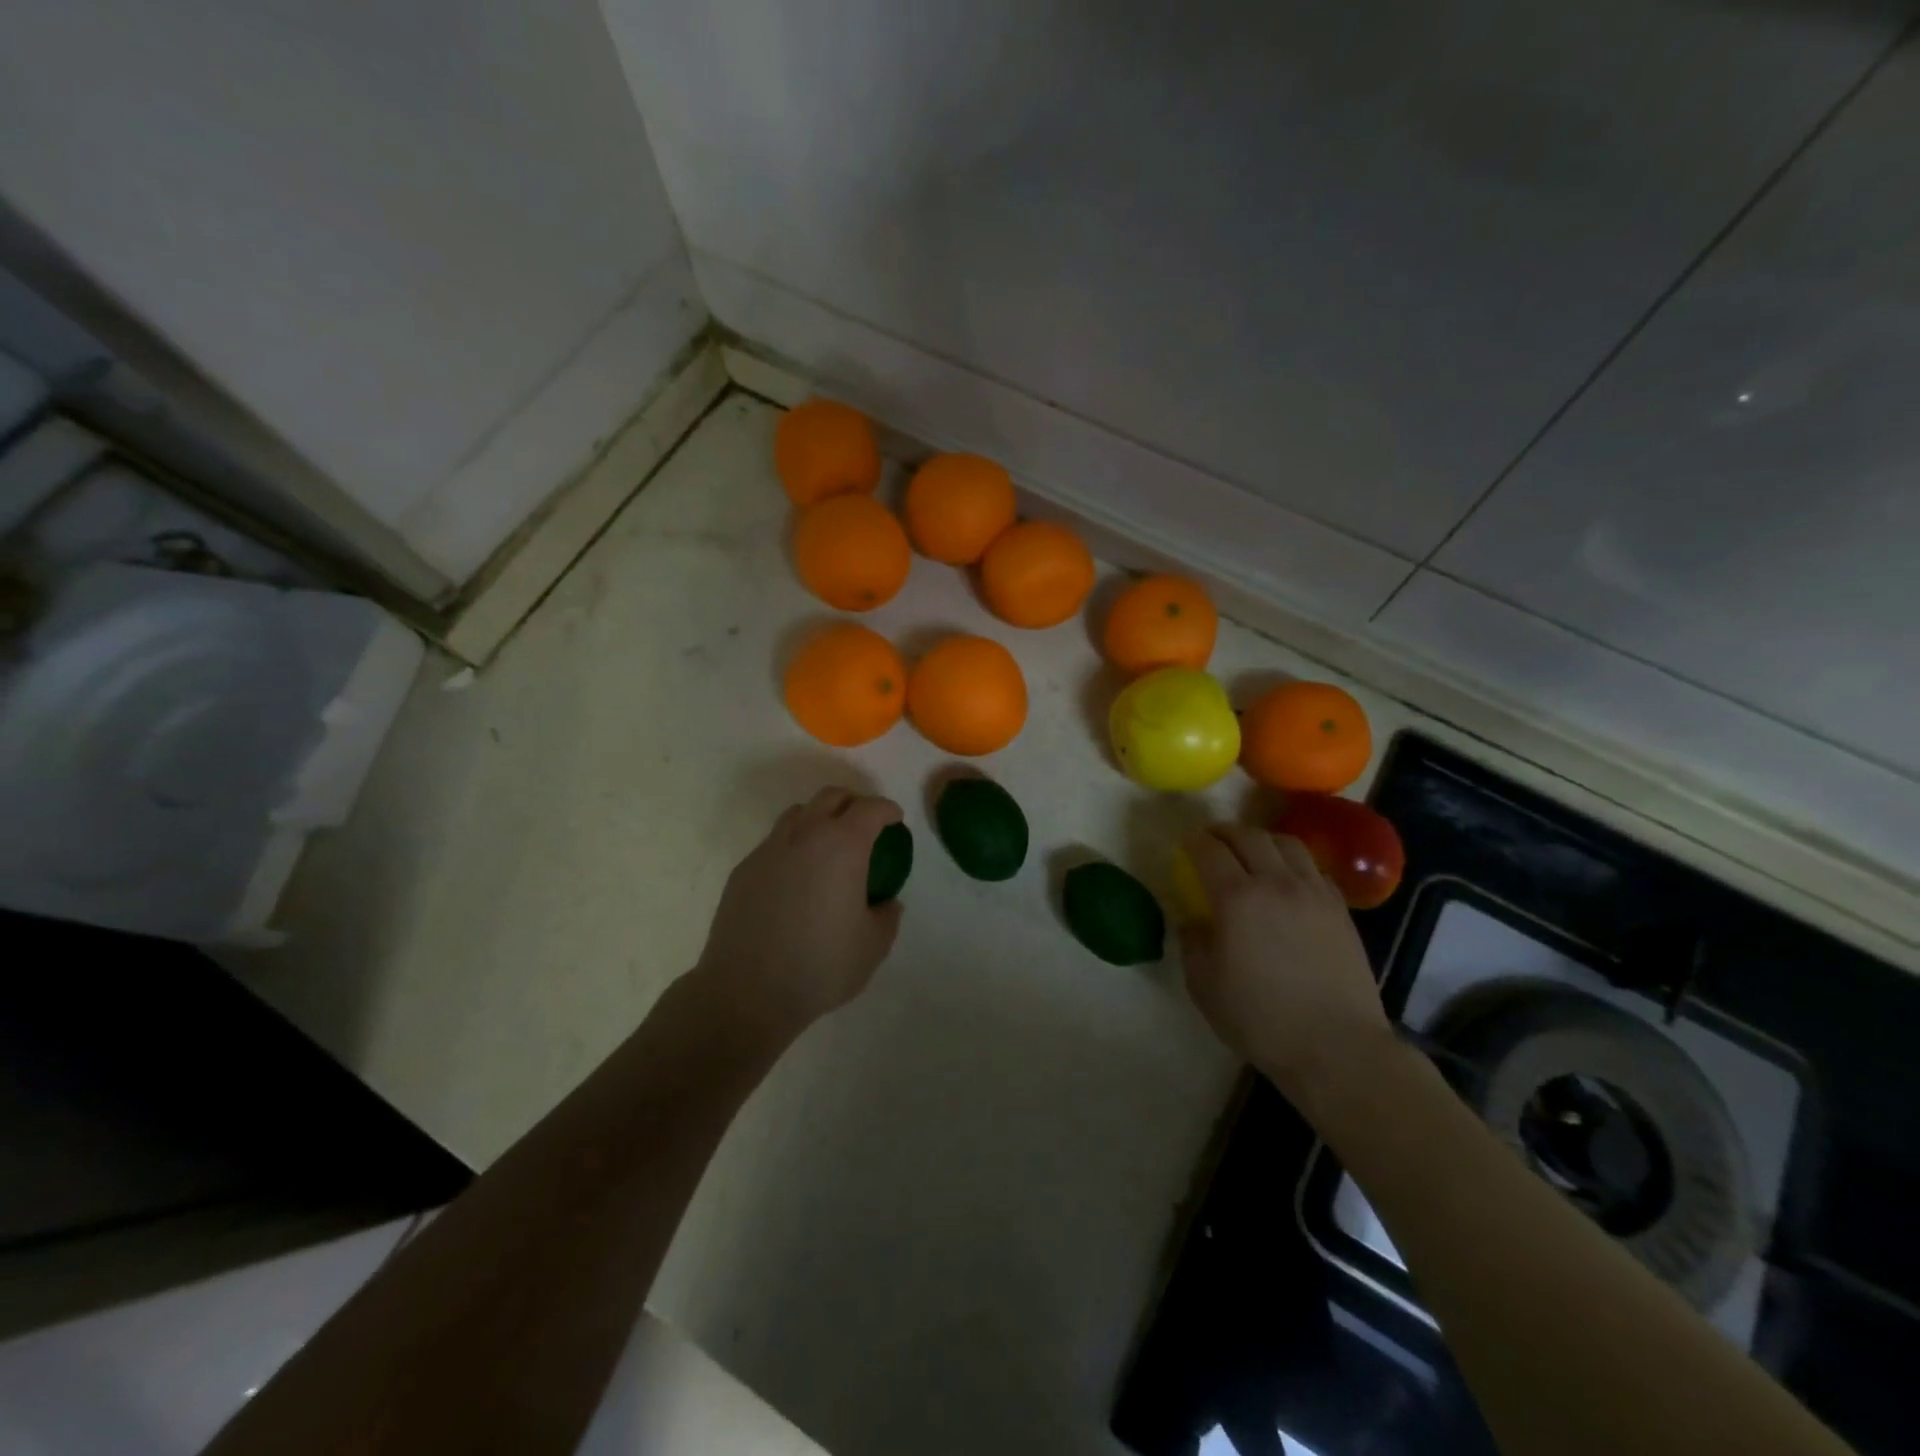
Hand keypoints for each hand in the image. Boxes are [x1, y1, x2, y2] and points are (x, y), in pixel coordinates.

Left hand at [693, 788, 904, 1044]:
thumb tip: (886, 903)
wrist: (747, 991)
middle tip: (864, 825)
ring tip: (828, 846)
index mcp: (842, 847)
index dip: (887, 810)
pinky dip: (793, 845)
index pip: (870, 809)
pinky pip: (774, 842)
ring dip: (819, 818)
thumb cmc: (820, 966)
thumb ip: (887, 916)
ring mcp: (769, 849)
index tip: (895, 821)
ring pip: (798, 813)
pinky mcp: (743, 869)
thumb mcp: (873, 947)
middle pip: (831, 797)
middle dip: (853, 803)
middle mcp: (804, 836)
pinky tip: (795, 878)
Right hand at [1182, 827, 1393, 1099]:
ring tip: (1252, 849)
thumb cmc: (1260, 1019)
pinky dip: (1293, 862)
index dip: (1194, 842)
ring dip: (1262, 839)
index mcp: (1236, 898)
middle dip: (1225, 832)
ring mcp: (1313, 893)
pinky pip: (1314, 868)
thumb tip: (1193, 921)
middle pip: (1249, 837)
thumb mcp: (1204, 985)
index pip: (1210, 851)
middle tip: (1212, 838)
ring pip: (1286, 843)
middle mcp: (1276, 883)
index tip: (1186, 844)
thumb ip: (1193, 944)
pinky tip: (1288, 878)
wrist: (1336, 1046)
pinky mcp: (1340, 909)